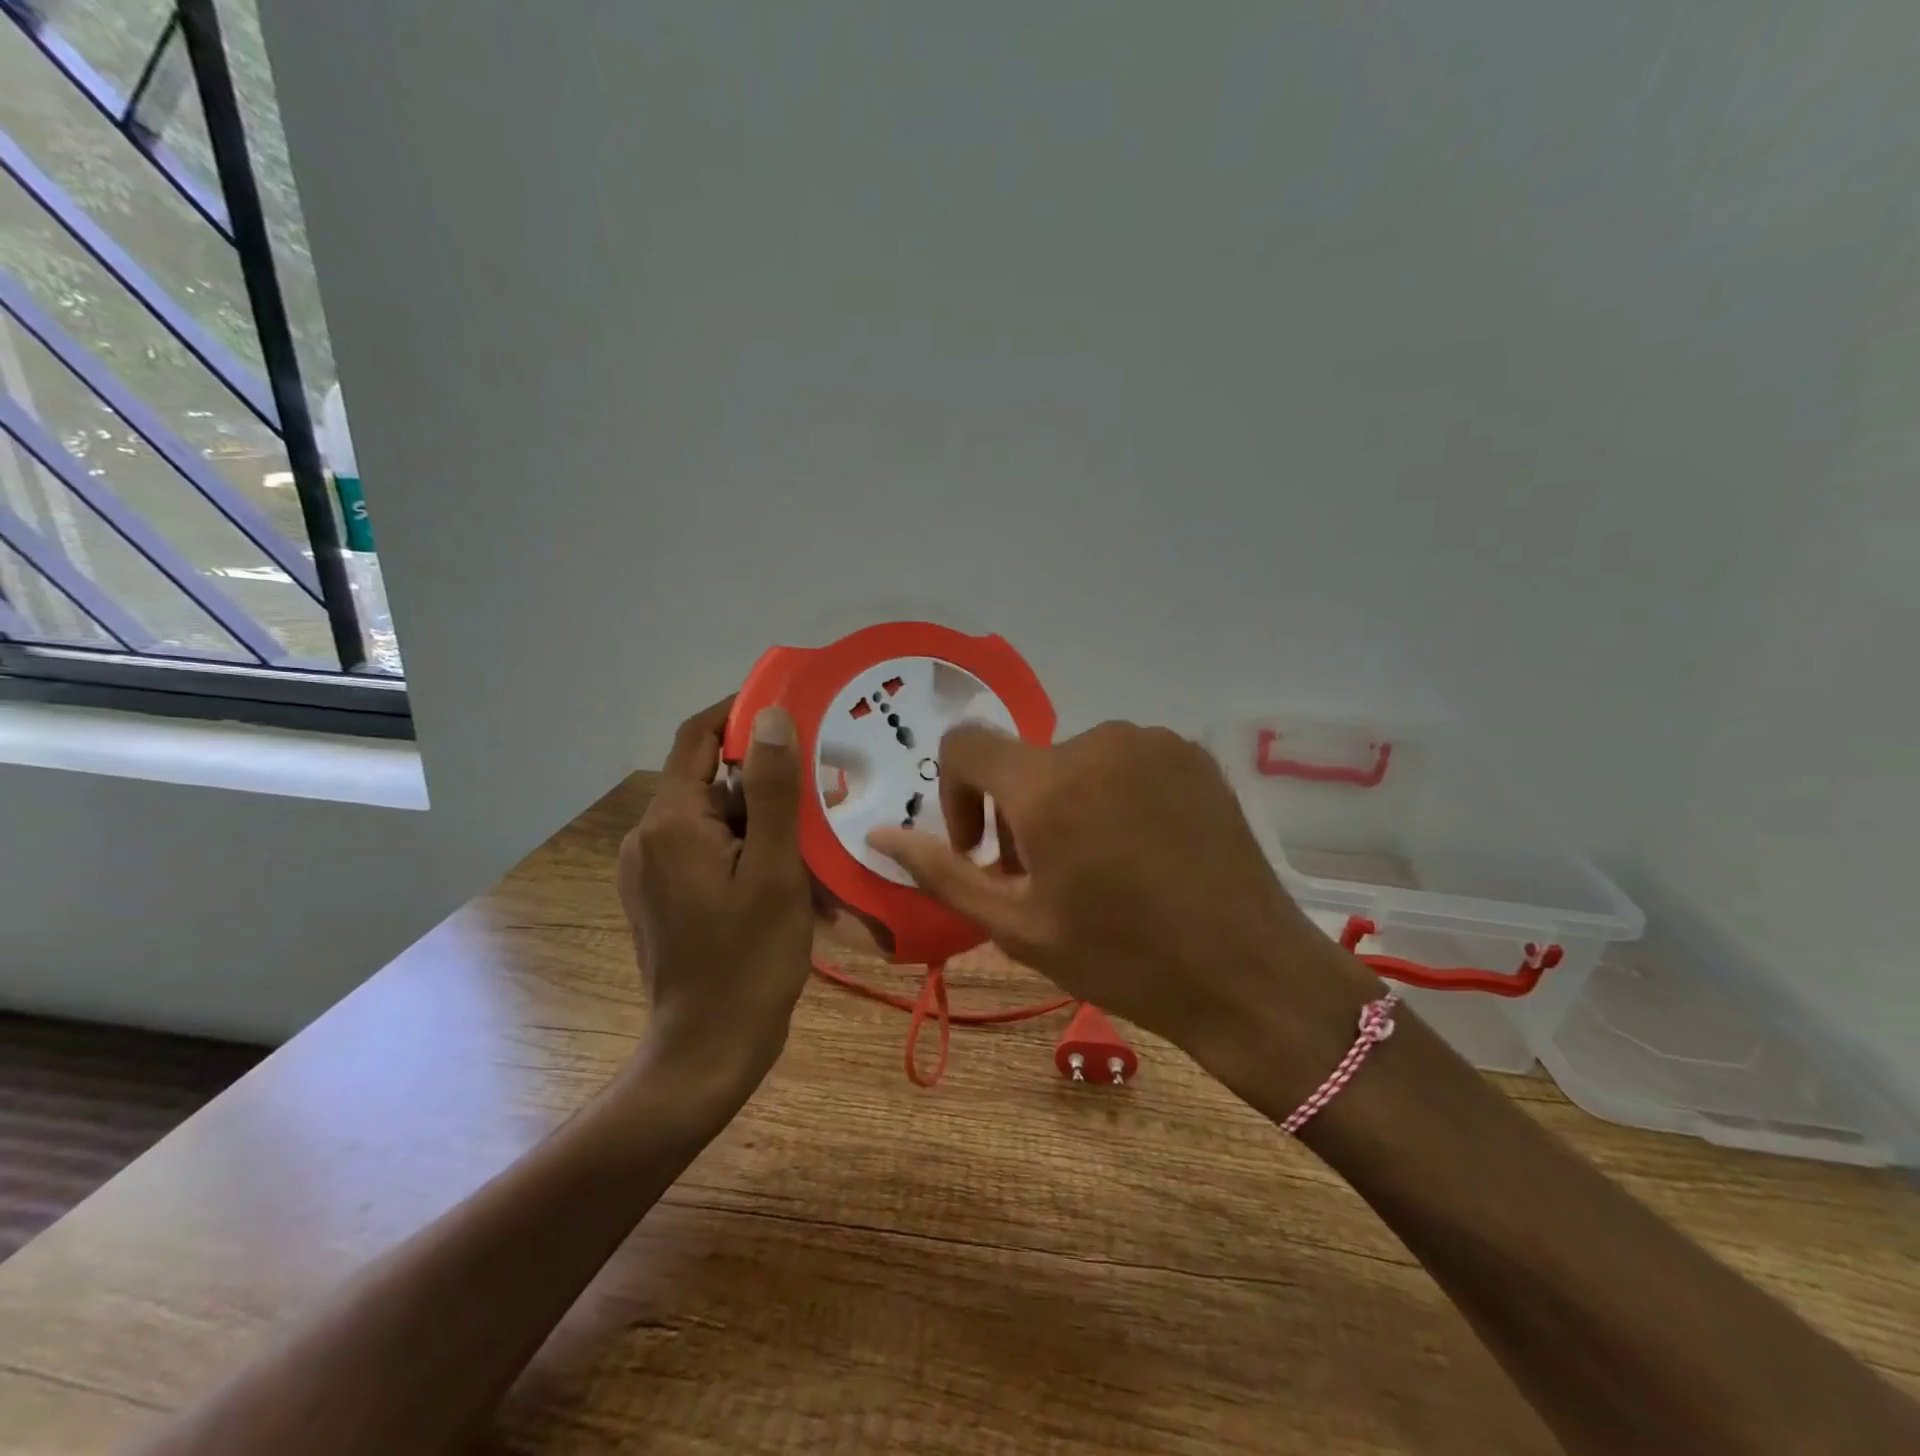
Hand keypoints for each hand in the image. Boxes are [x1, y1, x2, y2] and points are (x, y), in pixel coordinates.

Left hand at [617, 699, 813, 1107]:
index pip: (697, 736)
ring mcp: (650, 870)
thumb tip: (770, 716)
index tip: (791, 709)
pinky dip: (746, 851)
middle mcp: (648, 837)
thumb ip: (772, 789)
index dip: (740, 712)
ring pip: (713, 818)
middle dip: (764, 781)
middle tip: (821, 793)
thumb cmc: (749, 960)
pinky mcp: (660, 895)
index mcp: (671, 823)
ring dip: (761, 822)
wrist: (707, 1051)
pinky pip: (707, 851)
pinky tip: (785, 878)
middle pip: (709, 780)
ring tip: (812, 845)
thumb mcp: (775, 870)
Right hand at [867, 722, 1378, 1091]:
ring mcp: (1153, 742)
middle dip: (1018, 814)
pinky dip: (1113, 794)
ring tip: (1100, 869)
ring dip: (1067, 804)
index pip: (965, 746)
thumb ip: (943, 872)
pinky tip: (1144, 851)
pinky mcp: (1192, 755)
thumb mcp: (1018, 927)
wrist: (1248, 973)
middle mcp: (1098, 741)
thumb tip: (879, 835)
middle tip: (1047, 880)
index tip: (983, 851)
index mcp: (1048, 782)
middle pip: (1025, 763)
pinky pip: (1125, 761)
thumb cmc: (1123, 959)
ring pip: (1076, 763)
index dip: (957, 796)